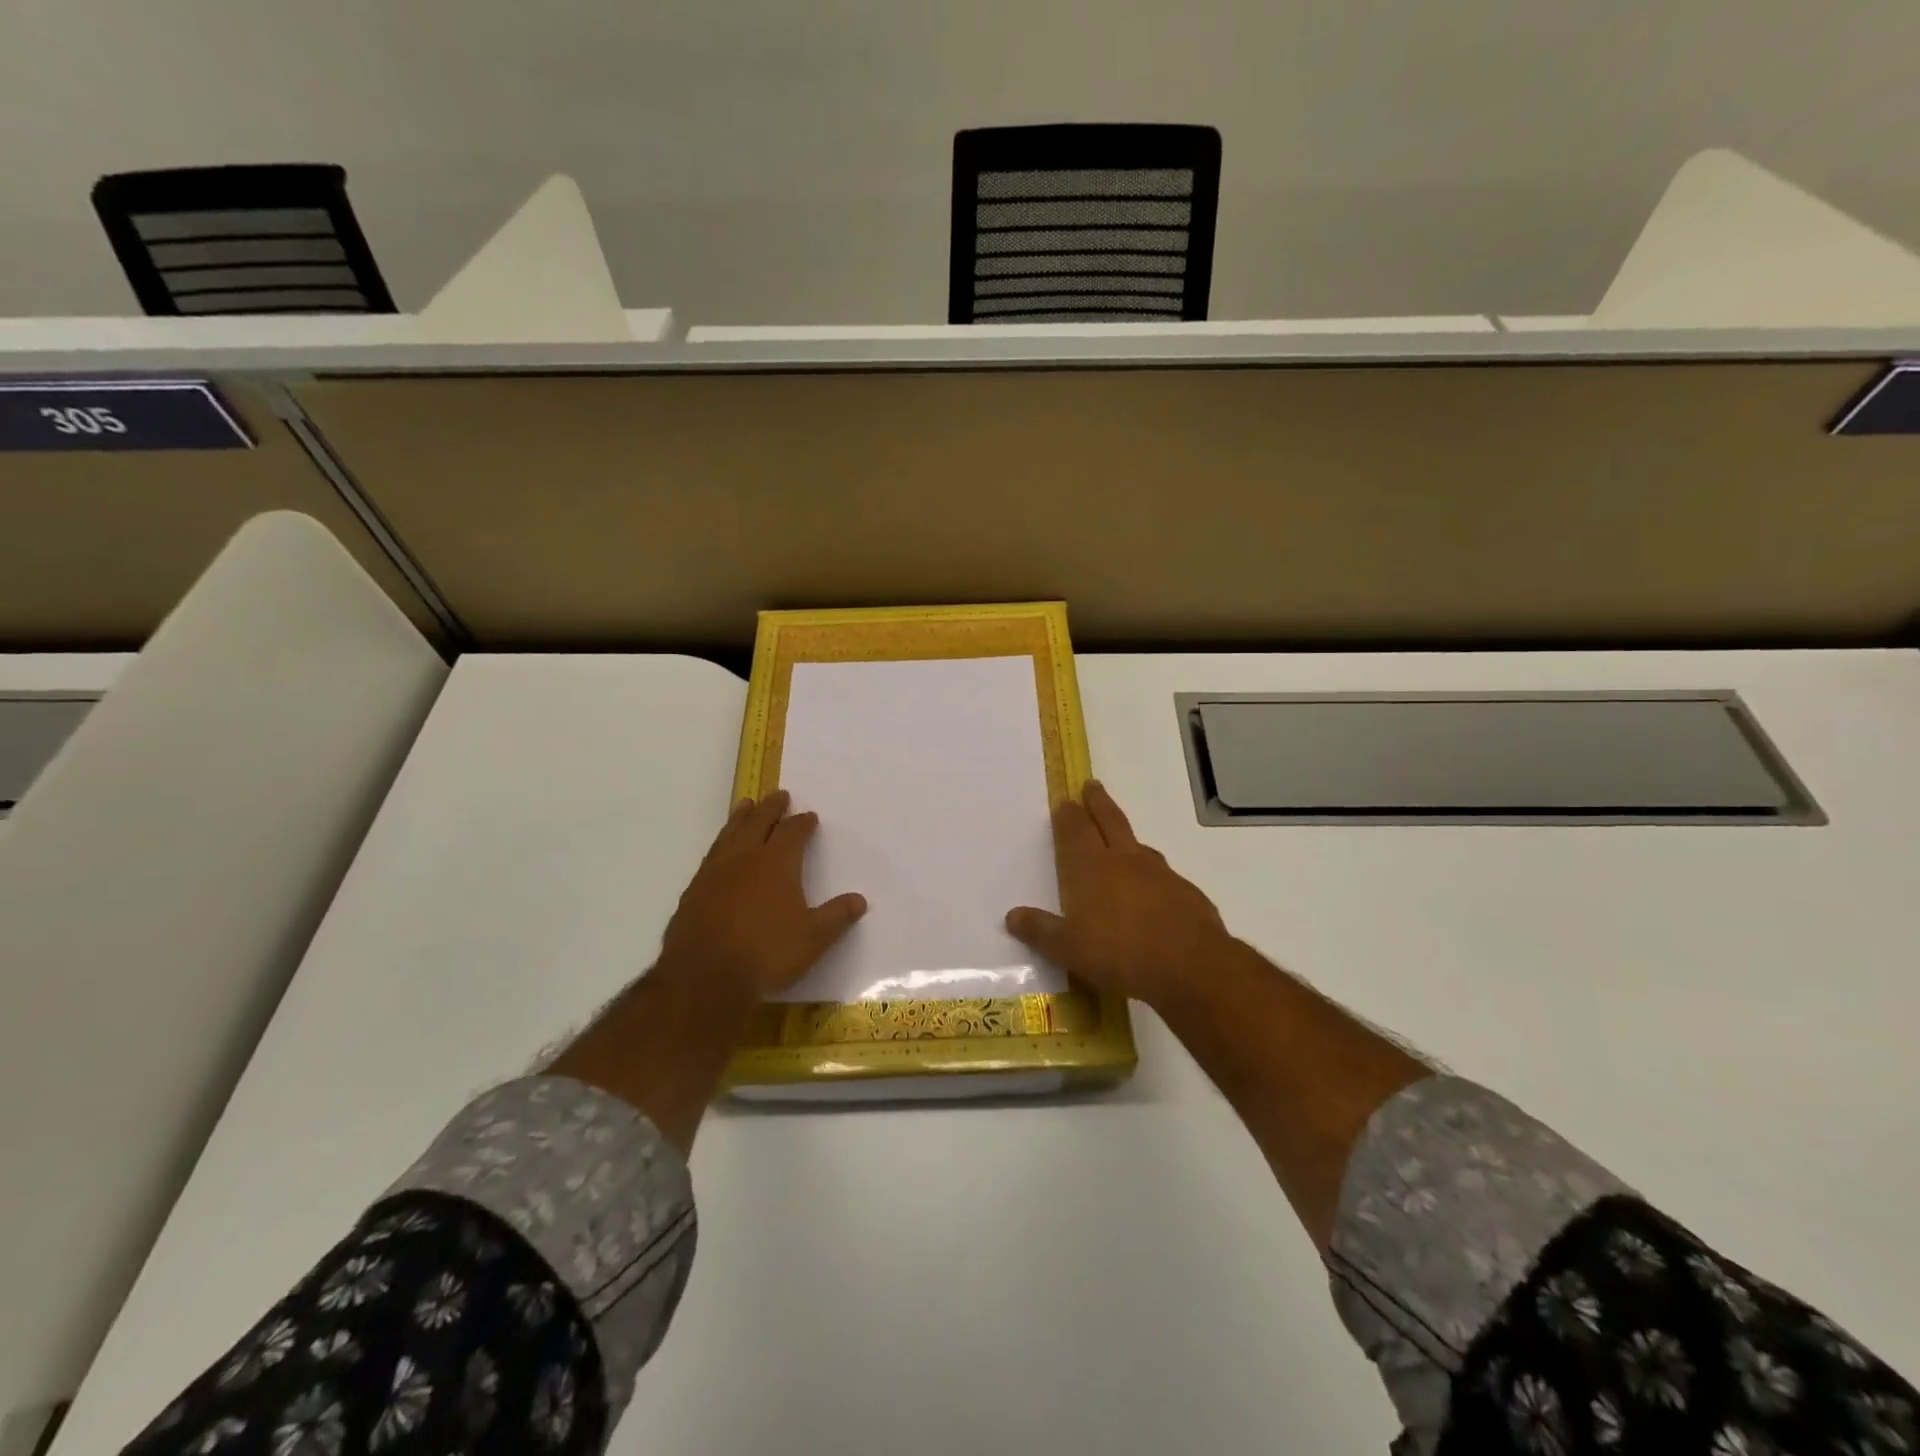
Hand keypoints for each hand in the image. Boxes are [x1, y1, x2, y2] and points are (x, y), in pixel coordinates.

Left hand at [658, 790, 866, 1002]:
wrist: (704, 978)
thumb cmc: (766, 954)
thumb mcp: (813, 939)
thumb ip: (836, 917)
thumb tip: (859, 900)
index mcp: (776, 863)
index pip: (792, 832)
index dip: (802, 823)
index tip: (809, 816)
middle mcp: (744, 859)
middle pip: (758, 822)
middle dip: (771, 808)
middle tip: (778, 795)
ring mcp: (714, 873)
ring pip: (729, 834)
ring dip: (740, 817)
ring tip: (746, 804)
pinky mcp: (693, 891)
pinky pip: (710, 855)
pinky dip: (720, 844)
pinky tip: (720, 850)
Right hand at [1004, 781, 1233, 1010]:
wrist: (1191, 966)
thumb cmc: (1120, 954)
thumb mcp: (1068, 949)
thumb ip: (1040, 930)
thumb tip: (1012, 916)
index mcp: (1092, 868)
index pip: (1076, 830)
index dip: (1069, 815)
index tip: (1066, 801)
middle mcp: (1126, 861)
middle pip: (1109, 821)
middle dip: (1098, 802)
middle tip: (1092, 785)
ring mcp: (1160, 874)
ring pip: (1139, 845)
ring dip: (1126, 837)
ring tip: (1121, 839)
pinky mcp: (1186, 892)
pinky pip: (1163, 875)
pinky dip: (1152, 874)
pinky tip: (1153, 891)